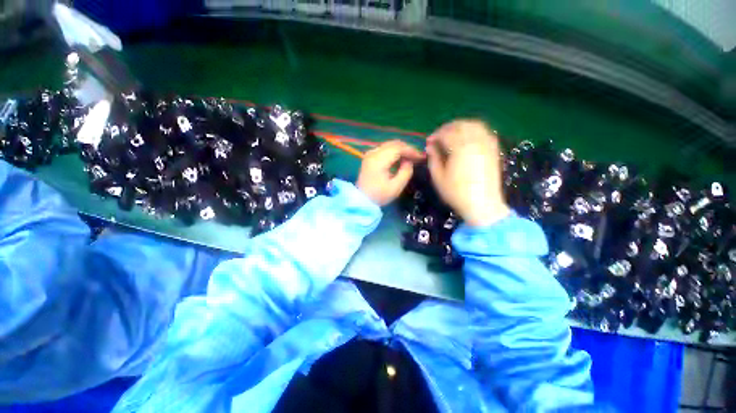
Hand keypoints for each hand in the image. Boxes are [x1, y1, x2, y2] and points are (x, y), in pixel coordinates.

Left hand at [356, 140, 425, 205]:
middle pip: (393, 144)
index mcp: (379, 160)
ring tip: (410, 158)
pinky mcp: (369, 157)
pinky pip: (384, 149)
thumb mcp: (396, 187)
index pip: (398, 148)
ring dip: (401, 150)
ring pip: (389, 145)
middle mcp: (373, 153)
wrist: (361, 200)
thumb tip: (409, 161)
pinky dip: (394, 152)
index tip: (421, 157)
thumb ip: (405, 172)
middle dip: (407, 149)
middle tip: (417, 157)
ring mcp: (370, 154)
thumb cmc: (379, 195)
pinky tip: (399, 159)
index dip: (411, 151)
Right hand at [426, 120, 509, 226]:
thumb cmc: (456, 193)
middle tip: (439, 137)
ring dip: (461, 126)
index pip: (446, 133)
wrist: (482, 204)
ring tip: (452, 135)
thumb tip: (430, 147)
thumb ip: (433, 159)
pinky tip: (468, 139)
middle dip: (447, 128)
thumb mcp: (438, 178)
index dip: (435, 135)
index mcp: (460, 148)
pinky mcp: (493, 150)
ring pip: (475, 125)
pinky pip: (485, 132)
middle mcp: (475, 141)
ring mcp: (487, 144)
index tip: (429, 142)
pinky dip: (474, 130)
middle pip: (461, 125)